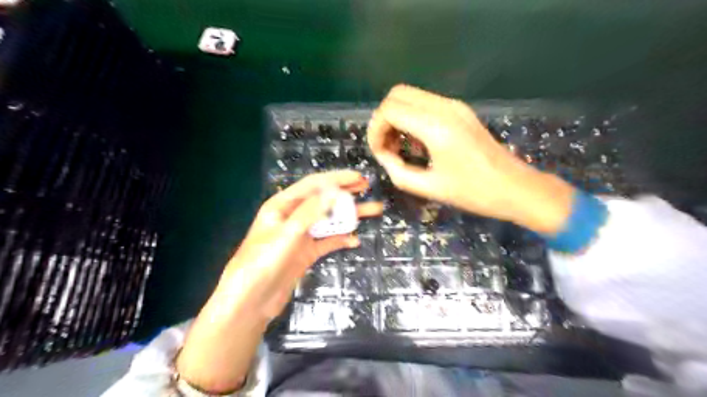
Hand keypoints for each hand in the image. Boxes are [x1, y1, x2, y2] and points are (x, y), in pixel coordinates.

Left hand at [176, 171, 383, 394]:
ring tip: (373, 210)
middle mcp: (292, 217)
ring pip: (328, 221)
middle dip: (345, 193)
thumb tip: (335, 192)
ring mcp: (300, 236)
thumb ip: (310, 212)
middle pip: (323, 200)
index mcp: (282, 206)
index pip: (313, 185)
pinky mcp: (306, 253)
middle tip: (367, 187)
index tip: (357, 177)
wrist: (251, 301)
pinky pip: (327, 242)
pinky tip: (355, 240)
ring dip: (348, 216)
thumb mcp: (287, 233)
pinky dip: (341, 239)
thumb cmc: (263, 262)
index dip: (336, 179)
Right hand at [371, 83, 573, 231]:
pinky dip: (412, 118)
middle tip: (386, 147)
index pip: (389, 110)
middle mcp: (444, 108)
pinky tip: (416, 142)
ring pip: (411, 96)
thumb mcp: (429, 188)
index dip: (376, 131)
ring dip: (397, 118)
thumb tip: (384, 157)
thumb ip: (398, 172)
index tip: (379, 154)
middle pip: (397, 95)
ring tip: (399, 147)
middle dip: (384, 120)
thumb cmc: (474, 193)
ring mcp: (454, 106)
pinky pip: (425, 104)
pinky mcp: (460, 111)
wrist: (515, 187)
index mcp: (436, 127)